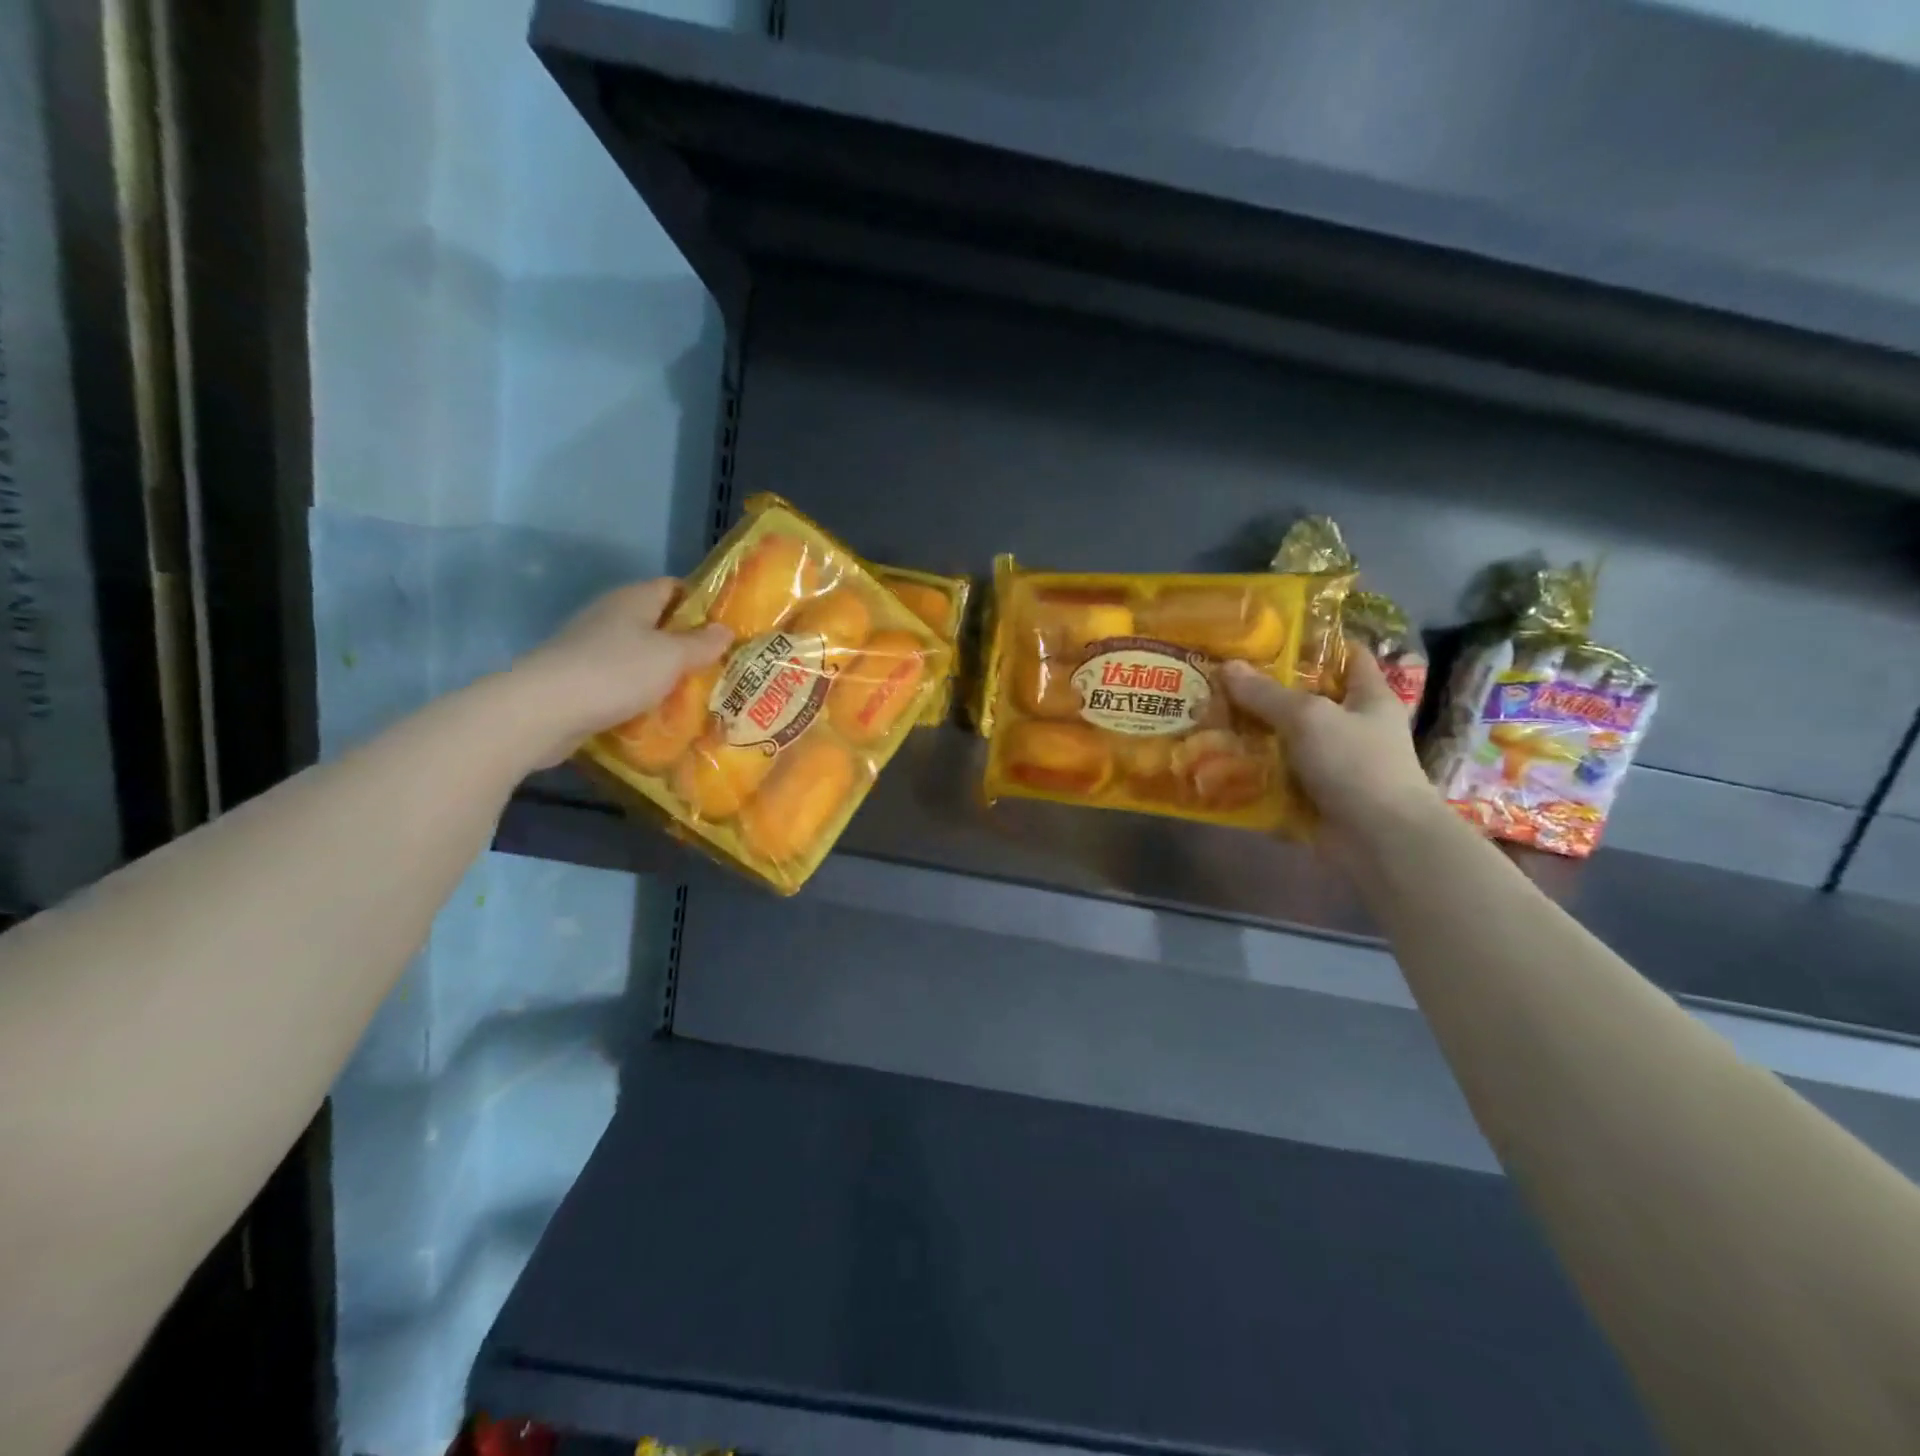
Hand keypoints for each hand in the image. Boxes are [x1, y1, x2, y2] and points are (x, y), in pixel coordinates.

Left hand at [510, 579, 731, 767]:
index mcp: (633, 599)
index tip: (727, 627)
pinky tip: (657, 709)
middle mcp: (610, 614)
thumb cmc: (616, 672)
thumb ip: (701, 644)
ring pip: (639, 652)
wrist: (544, 710)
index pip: (673, 587)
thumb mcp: (671, 657)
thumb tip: (725, 630)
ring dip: (663, 669)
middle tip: (718, 664)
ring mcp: (590, 646)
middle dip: (686, 641)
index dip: (701, 603)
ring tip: (694, 691)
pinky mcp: (579, 677)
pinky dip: (640, 690)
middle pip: (657, 621)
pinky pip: (620, 678)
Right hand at [1224, 650, 1443, 861]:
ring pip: (1288, 740)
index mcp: (1369, 697)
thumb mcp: (1308, 717)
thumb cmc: (1356, 764)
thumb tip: (1227, 667)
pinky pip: (1278, 777)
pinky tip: (1219, 762)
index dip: (1318, 643)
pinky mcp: (1315, 797)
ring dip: (1254, 734)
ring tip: (1210, 717)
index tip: (1274, 635)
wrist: (1379, 840)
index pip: (1349, 656)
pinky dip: (1254, 773)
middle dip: (1267, 692)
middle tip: (1223, 678)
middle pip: (1307, 700)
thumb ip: (1266, 693)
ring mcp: (1334, 765)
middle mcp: (1354, 728)